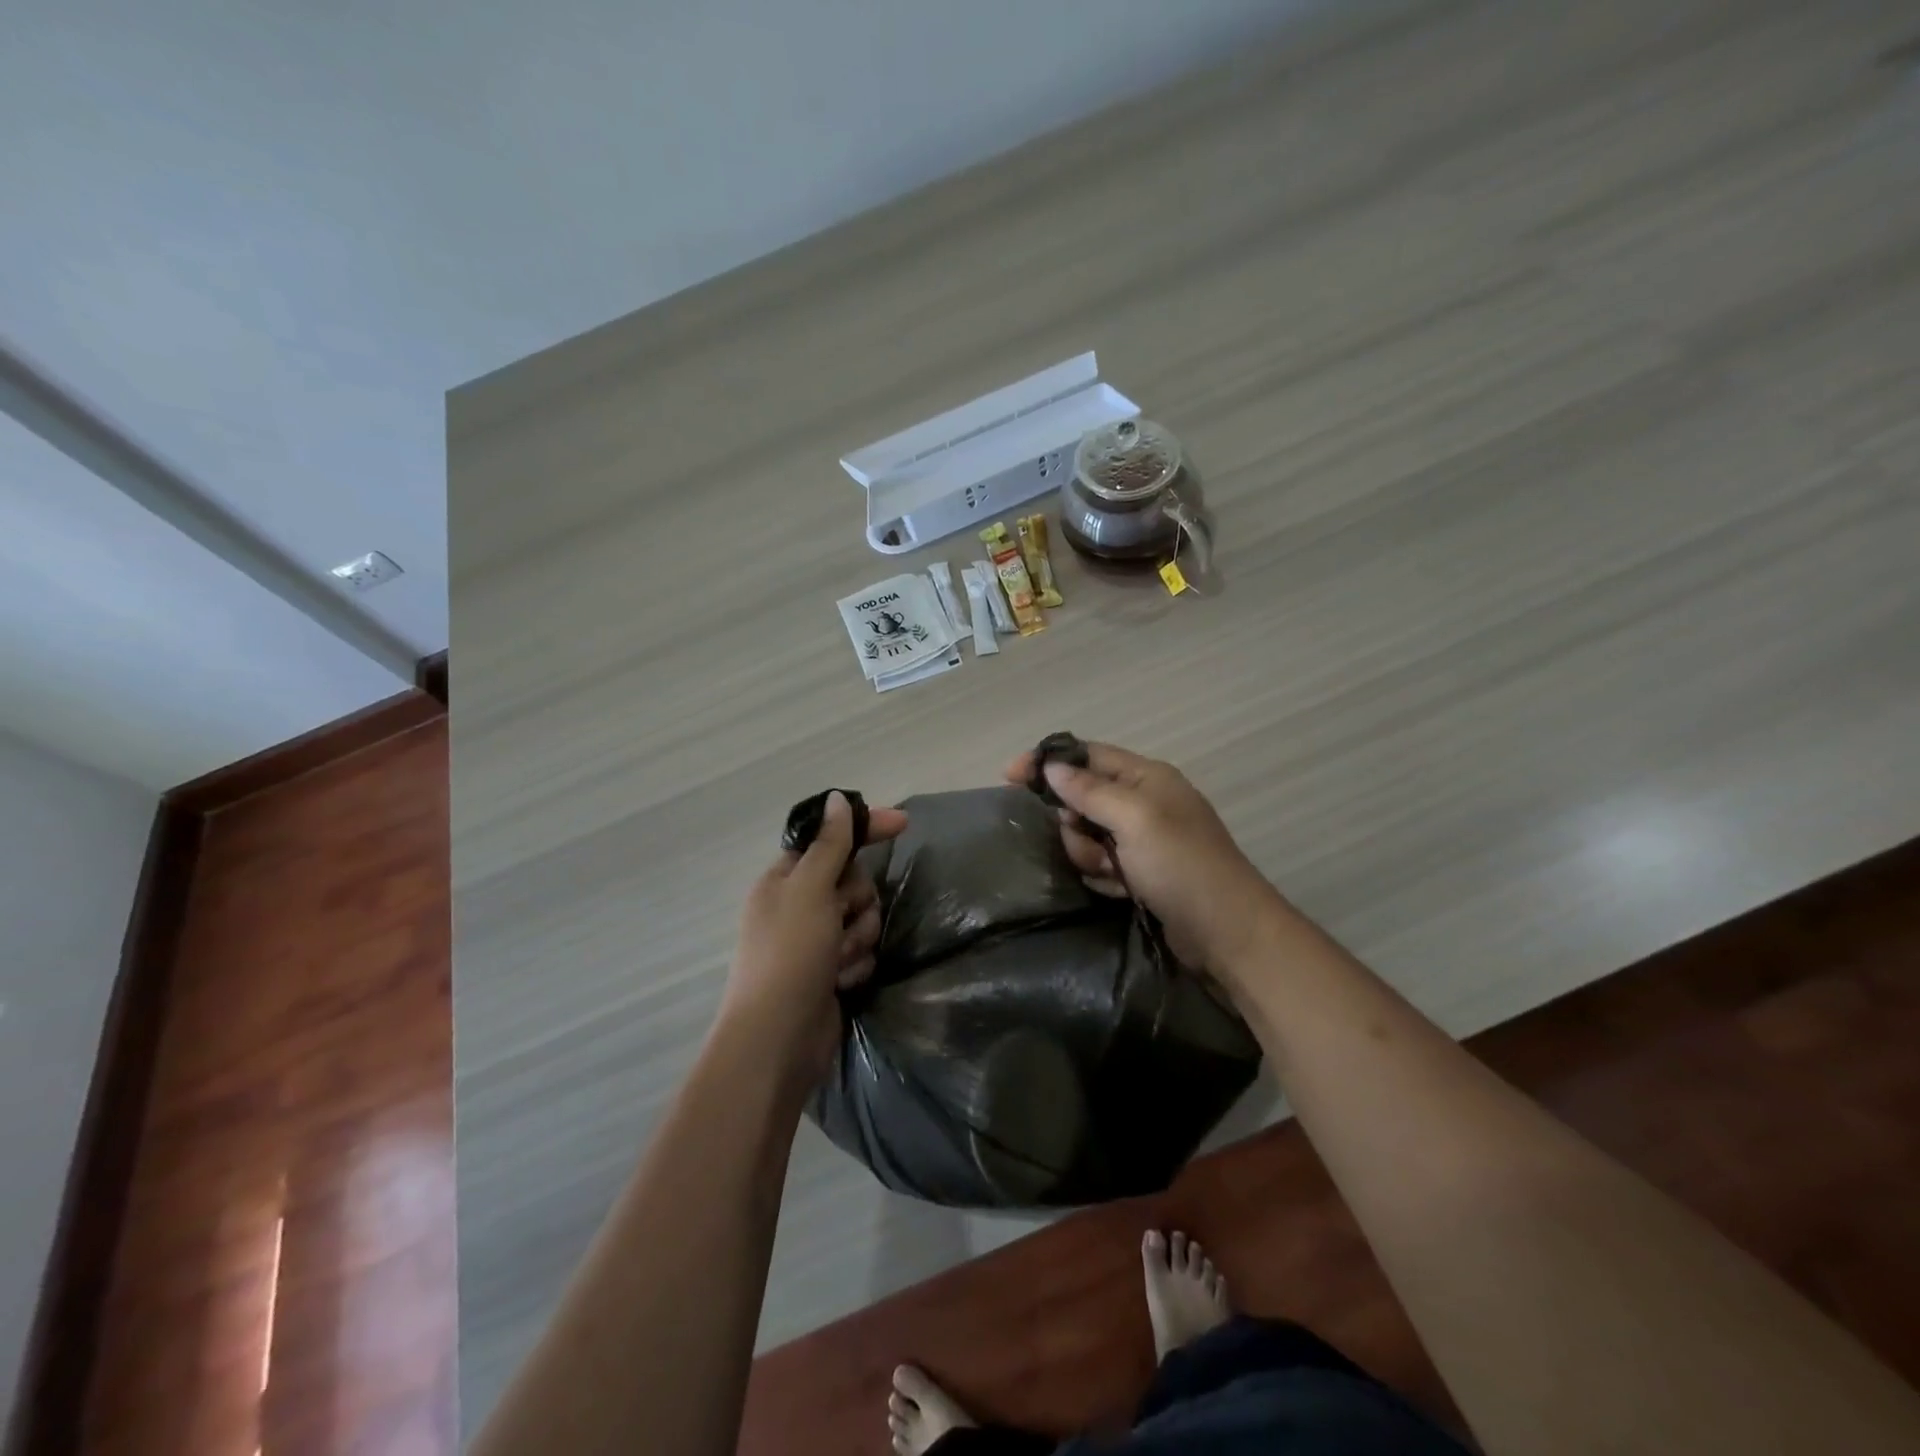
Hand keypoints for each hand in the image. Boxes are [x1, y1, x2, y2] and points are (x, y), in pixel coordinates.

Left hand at [719, 791, 907, 1080]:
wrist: (778, 1041)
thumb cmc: (789, 955)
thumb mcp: (810, 891)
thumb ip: (830, 844)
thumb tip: (837, 798)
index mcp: (785, 879)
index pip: (831, 839)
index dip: (865, 829)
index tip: (903, 823)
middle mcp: (800, 905)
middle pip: (854, 880)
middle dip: (857, 901)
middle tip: (839, 920)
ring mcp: (817, 940)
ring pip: (863, 917)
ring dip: (858, 937)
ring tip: (837, 961)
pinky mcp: (832, 970)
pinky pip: (863, 950)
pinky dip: (857, 964)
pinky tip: (841, 982)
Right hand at [1003, 742, 1280, 980]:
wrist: (1228, 934)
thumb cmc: (1182, 866)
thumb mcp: (1135, 819)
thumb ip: (1090, 790)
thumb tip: (1051, 767)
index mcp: (1147, 778)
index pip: (1086, 755)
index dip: (1048, 762)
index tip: (1009, 777)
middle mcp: (1144, 803)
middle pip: (1082, 798)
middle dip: (1073, 823)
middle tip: (1083, 844)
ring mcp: (1144, 840)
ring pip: (1087, 835)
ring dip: (1088, 855)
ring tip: (1110, 874)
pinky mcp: (1142, 873)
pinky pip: (1102, 864)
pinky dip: (1103, 876)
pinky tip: (1118, 889)